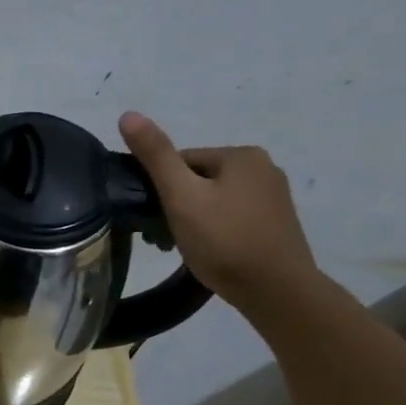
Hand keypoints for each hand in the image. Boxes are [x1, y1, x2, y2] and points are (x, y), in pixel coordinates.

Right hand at [118, 111, 318, 315]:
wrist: (277, 291)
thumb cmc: (224, 240)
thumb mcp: (181, 196)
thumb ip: (155, 156)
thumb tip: (128, 114)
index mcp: (241, 155)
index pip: (181, 161)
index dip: (160, 189)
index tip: (153, 217)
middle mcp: (264, 168)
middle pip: (198, 180)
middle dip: (177, 205)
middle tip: (164, 237)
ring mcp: (274, 197)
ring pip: (214, 201)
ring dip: (193, 220)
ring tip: (184, 248)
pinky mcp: (276, 224)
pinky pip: (233, 218)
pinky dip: (215, 231)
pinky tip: (209, 253)